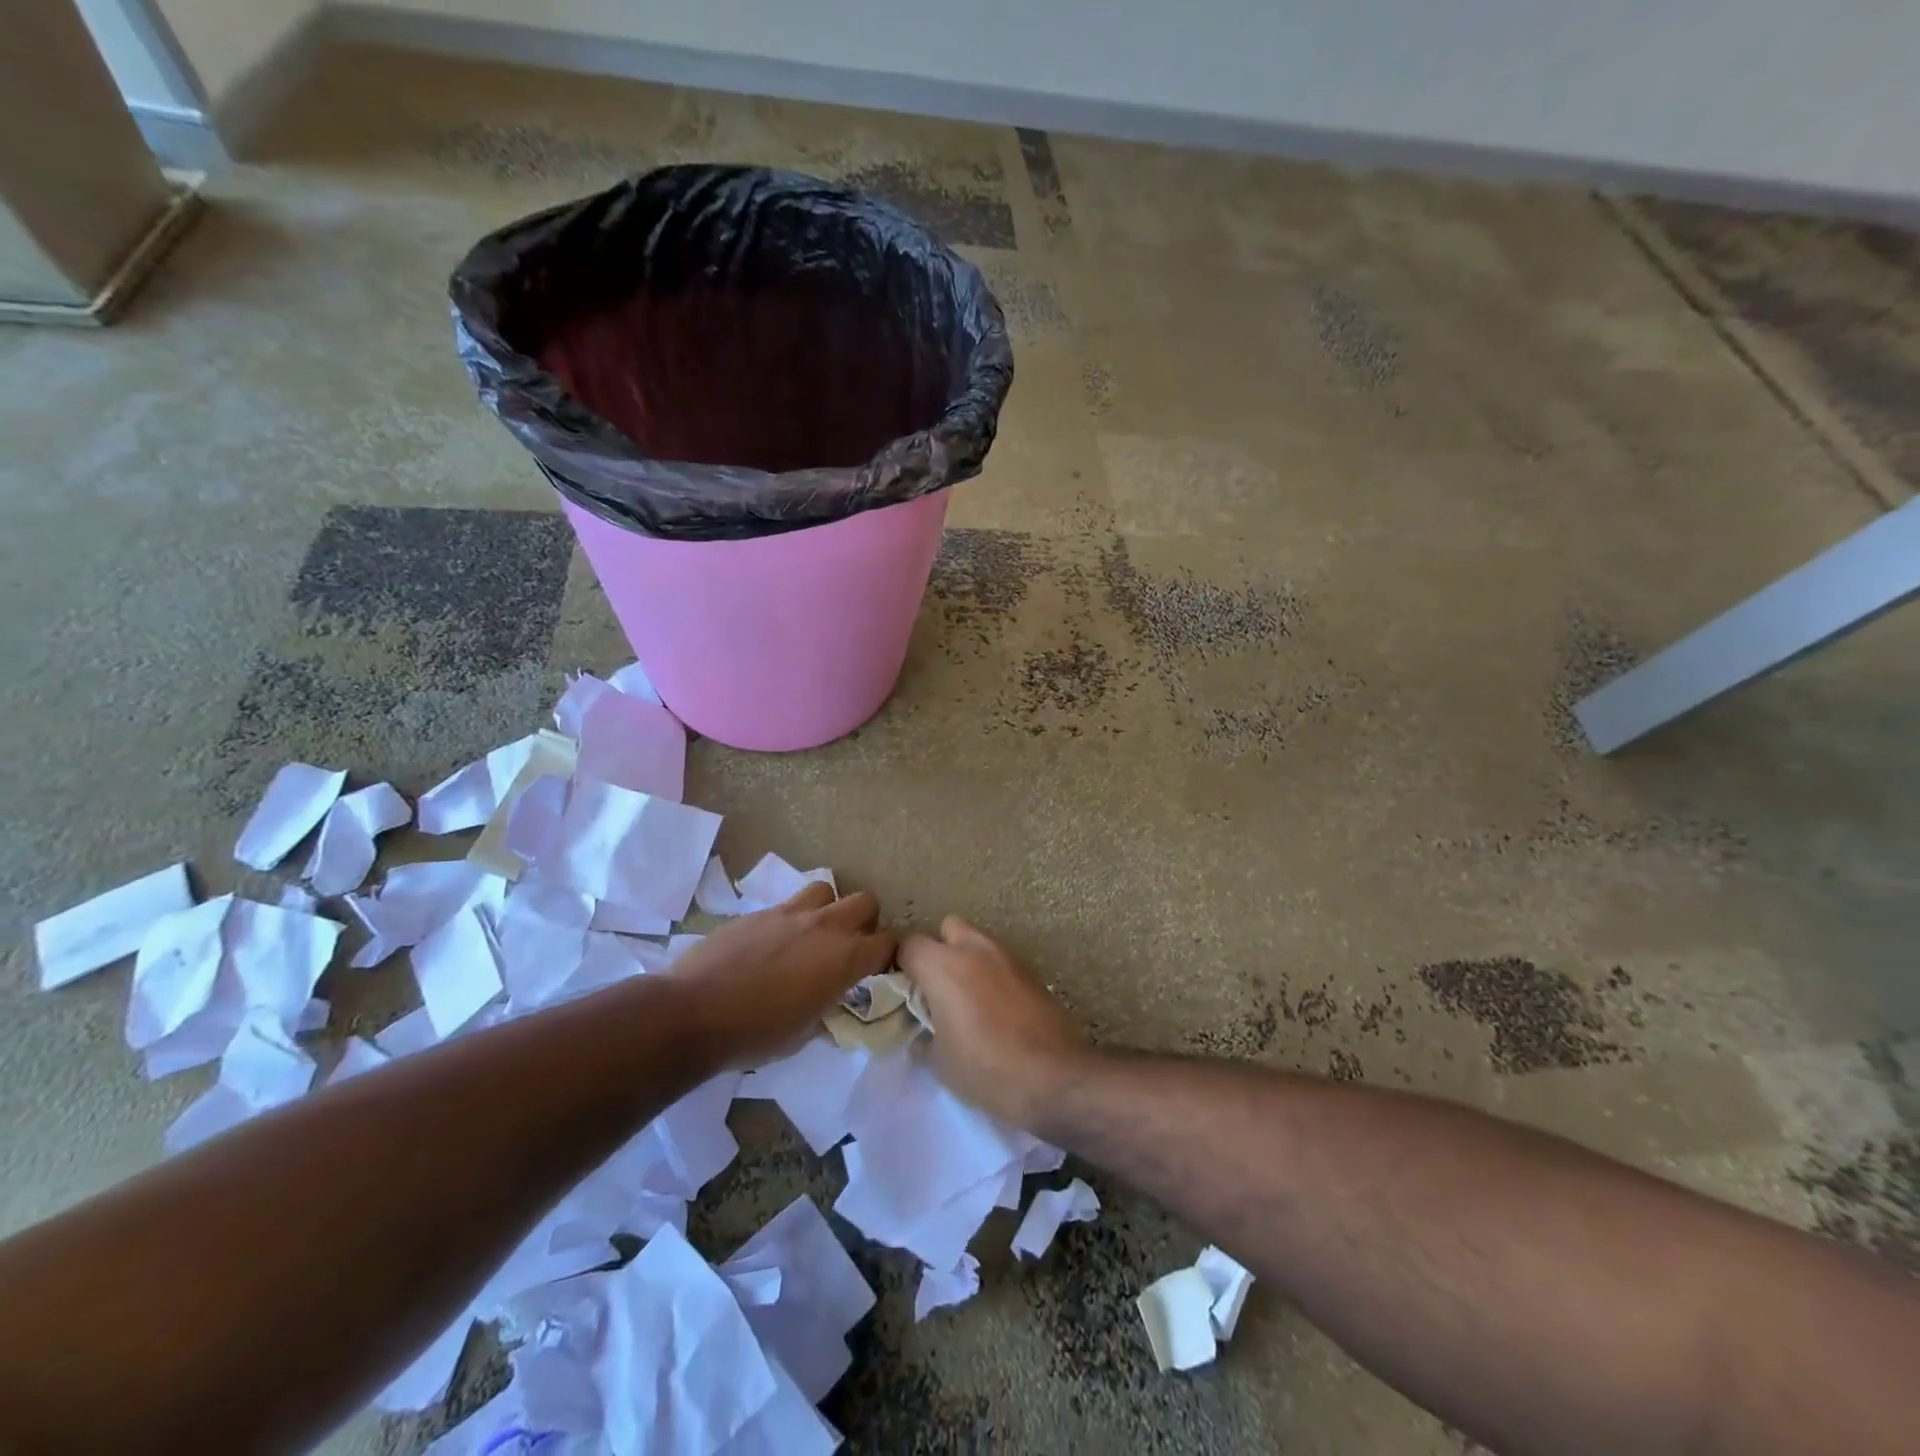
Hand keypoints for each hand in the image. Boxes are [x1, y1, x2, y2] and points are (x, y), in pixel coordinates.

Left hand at [665, 883, 894, 1068]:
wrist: (694, 1013)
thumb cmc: (756, 1033)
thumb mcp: (803, 1035)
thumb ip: (826, 1011)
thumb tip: (830, 1006)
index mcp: (844, 958)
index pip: (886, 944)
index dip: (887, 956)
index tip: (878, 969)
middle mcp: (824, 926)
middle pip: (865, 901)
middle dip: (865, 921)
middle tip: (850, 944)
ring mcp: (789, 913)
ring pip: (825, 890)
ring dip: (827, 908)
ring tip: (813, 934)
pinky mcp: (758, 912)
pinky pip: (786, 905)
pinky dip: (789, 920)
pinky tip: (772, 945)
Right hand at [897, 917, 1089, 1127]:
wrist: (1053, 1077)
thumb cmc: (986, 1069)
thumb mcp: (939, 1060)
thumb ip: (924, 1030)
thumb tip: (923, 1024)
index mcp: (943, 966)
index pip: (909, 945)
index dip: (903, 966)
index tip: (906, 992)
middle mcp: (974, 949)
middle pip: (947, 928)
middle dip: (939, 950)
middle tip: (938, 988)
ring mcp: (1007, 956)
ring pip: (978, 940)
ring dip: (968, 959)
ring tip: (969, 998)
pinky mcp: (1032, 970)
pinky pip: (1002, 960)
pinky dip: (993, 973)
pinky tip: (997, 1007)